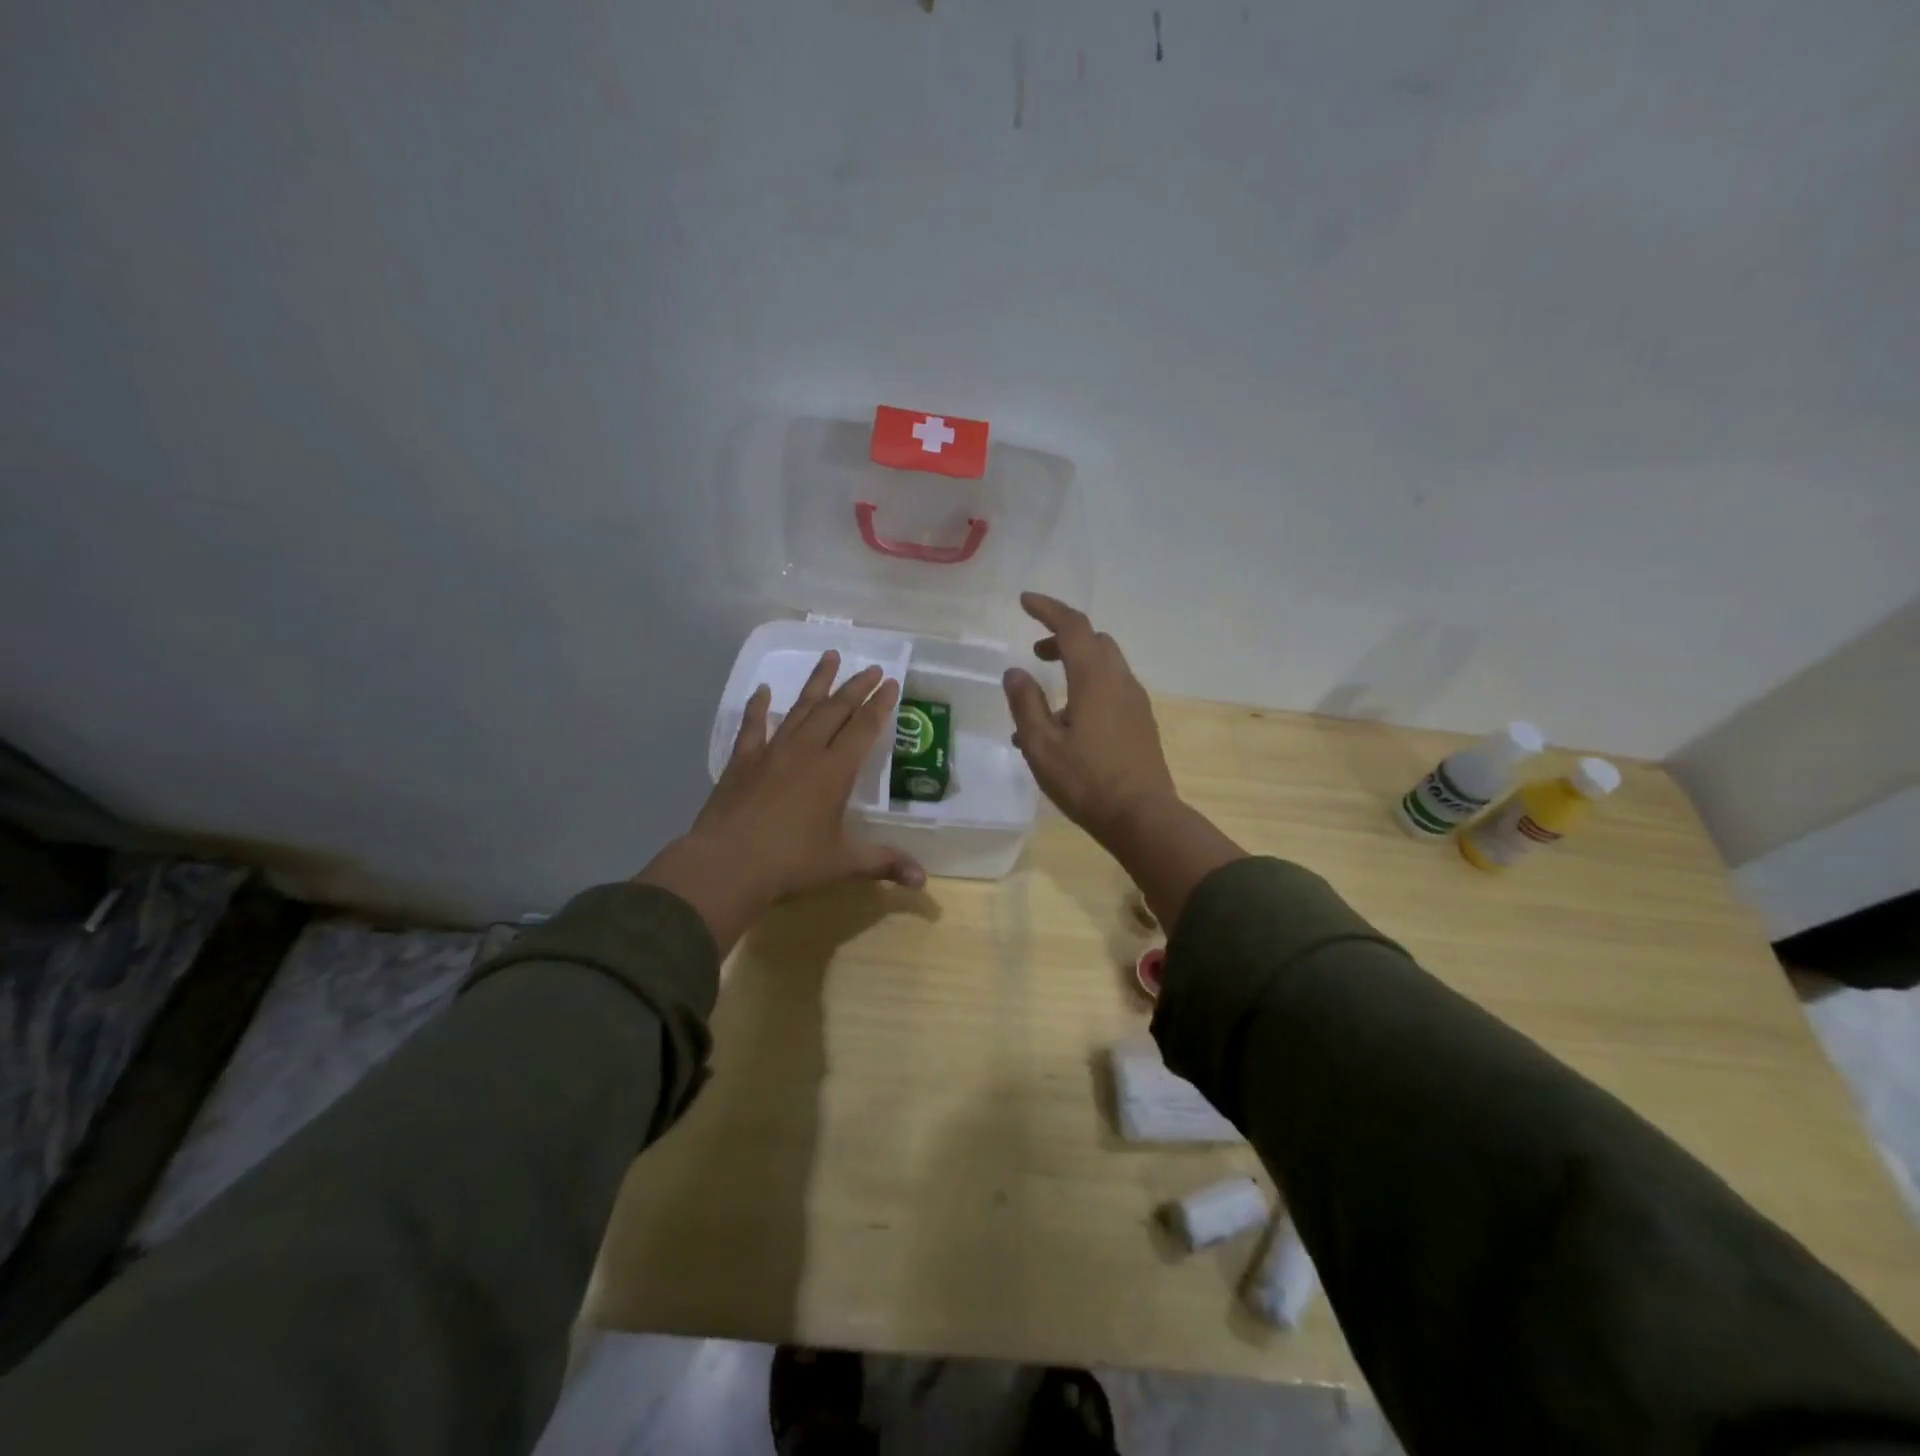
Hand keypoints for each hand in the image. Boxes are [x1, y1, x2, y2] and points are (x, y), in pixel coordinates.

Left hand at [638, 651, 924, 951]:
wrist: (726, 864)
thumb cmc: (791, 863)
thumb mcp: (843, 864)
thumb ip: (884, 864)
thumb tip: (923, 881)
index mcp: (834, 771)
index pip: (863, 727)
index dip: (879, 704)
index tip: (890, 682)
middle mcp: (806, 751)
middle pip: (835, 709)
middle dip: (855, 687)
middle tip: (870, 667)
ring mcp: (771, 752)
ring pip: (800, 708)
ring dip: (817, 683)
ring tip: (829, 656)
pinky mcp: (742, 761)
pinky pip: (753, 726)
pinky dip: (758, 707)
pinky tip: (762, 691)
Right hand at [1001, 592, 1179, 841]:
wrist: (1142, 817)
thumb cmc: (1086, 780)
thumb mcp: (1041, 744)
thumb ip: (1025, 703)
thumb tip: (1015, 672)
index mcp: (1095, 678)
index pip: (1072, 626)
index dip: (1048, 609)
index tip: (1024, 601)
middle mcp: (1120, 681)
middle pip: (1094, 641)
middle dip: (1064, 638)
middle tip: (1036, 652)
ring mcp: (1135, 703)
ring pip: (1105, 666)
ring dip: (1076, 666)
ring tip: (1045, 698)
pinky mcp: (1141, 723)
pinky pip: (1112, 691)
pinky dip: (1088, 689)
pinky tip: (1066, 725)